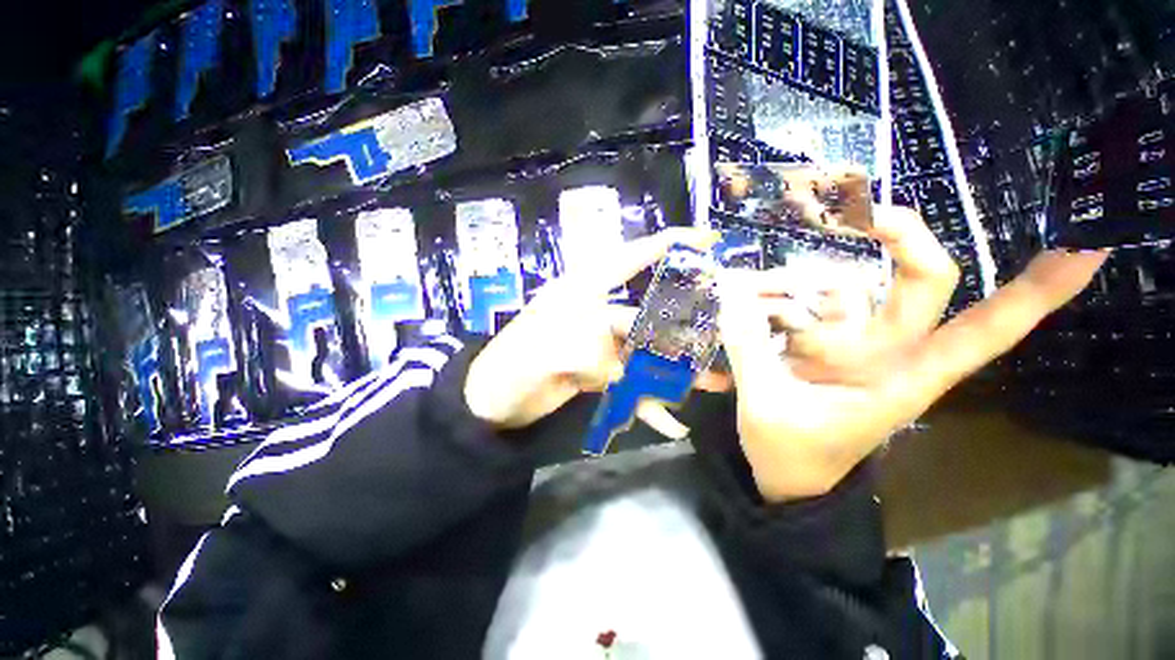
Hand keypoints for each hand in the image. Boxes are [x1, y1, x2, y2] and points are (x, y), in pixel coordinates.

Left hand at [465, 228, 719, 432]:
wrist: (490, 402)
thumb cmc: (513, 365)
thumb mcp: (555, 350)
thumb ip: (601, 351)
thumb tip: (638, 359)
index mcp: (584, 290)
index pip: (631, 258)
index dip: (668, 244)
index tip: (708, 240)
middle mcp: (597, 311)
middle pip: (650, 312)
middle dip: (685, 324)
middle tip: (724, 331)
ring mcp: (600, 343)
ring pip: (647, 351)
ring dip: (676, 370)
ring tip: (713, 382)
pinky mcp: (600, 370)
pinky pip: (632, 382)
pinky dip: (649, 402)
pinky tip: (671, 421)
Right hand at [717, 206, 1109, 501]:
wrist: (783, 475)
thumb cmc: (790, 456)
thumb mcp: (767, 408)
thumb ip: (751, 353)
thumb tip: (733, 302)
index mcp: (897, 379)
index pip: (979, 332)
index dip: (1033, 294)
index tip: (1085, 245)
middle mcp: (883, 352)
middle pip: (917, 283)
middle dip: (902, 240)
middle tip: (863, 212)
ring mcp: (846, 345)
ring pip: (837, 289)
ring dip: (788, 285)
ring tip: (737, 295)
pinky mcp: (814, 343)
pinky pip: (798, 306)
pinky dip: (768, 300)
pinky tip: (737, 306)